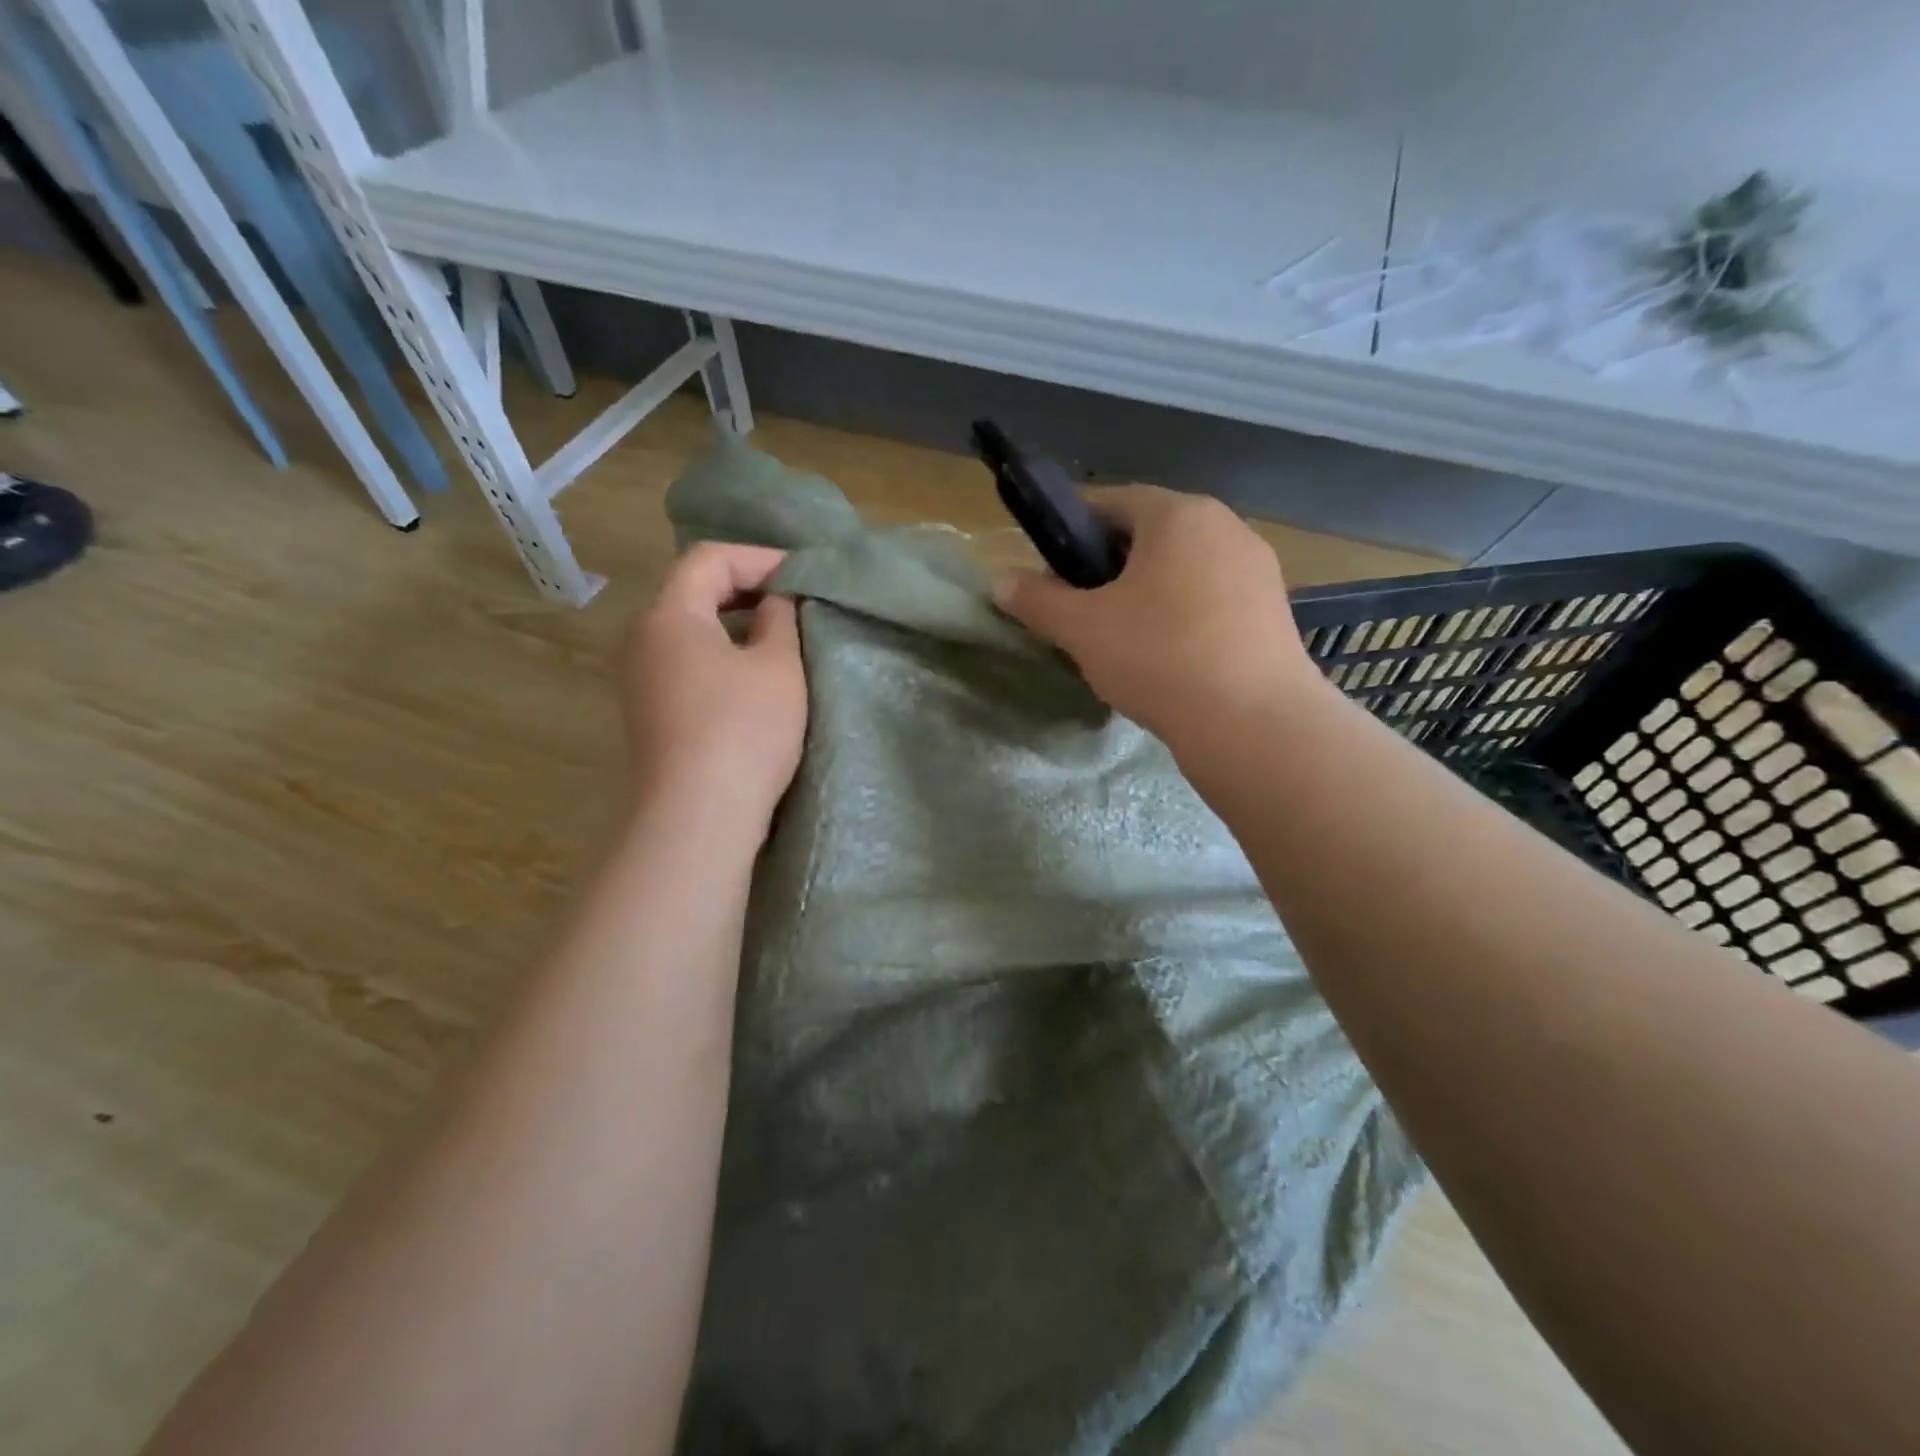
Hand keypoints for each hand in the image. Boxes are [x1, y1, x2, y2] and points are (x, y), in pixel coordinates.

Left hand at [624, 544, 806, 833]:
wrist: (698, 816)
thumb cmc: (744, 730)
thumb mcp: (777, 667)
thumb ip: (780, 619)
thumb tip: (776, 600)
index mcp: (669, 616)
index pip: (709, 559)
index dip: (759, 557)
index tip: (803, 575)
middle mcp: (642, 639)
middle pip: (692, 591)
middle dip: (746, 588)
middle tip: (796, 600)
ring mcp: (640, 680)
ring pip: (688, 631)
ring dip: (734, 624)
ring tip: (781, 636)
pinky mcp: (648, 714)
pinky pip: (685, 664)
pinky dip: (720, 655)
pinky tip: (753, 677)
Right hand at [994, 486, 1322, 750]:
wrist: (1253, 723)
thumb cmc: (1159, 657)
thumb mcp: (1083, 628)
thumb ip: (1037, 600)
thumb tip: (1001, 581)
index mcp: (1179, 514)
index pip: (1112, 502)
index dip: (1073, 530)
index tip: (1051, 569)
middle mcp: (1226, 526)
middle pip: (1151, 535)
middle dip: (1110, 566)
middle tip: (1083, 610)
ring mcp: (1257, 568)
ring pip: (1184, 569)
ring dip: (1148, 593)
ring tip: (1124, 639)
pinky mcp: (1274, 610)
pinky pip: (1213, 599)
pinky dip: (1184, 615)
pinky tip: (1169, 658)